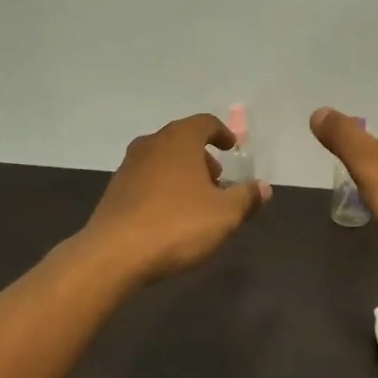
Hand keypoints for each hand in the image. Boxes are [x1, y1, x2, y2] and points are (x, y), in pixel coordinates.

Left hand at [83, 114, 271, 283]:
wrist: (114, 254)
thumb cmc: (177, 225)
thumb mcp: (225, 214)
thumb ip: (246, 197)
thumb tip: (263, 188)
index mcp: (179, 140)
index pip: (205, 122)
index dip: (222, 133)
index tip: (232, 148)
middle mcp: (151, 144)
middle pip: (182, 140)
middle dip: (203, 157)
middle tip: (218, 180)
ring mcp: (128, 166)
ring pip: (162, 160)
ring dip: (182, 173)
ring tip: (196, 201)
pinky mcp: (114, 190)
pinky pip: (146, 179)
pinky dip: (163, 187)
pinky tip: (170, 215)